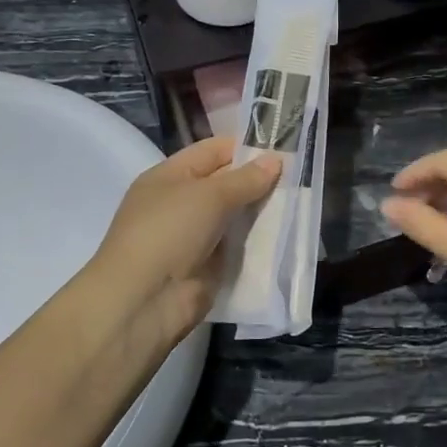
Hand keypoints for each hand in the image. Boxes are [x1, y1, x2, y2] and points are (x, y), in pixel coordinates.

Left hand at [85, 136, 281, 359]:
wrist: (145, 299)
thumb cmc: (169, 232)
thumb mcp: (209, 196)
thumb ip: (245, 179)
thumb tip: (275, 160)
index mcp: (170, 176)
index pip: (213, 151)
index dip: (245, 146)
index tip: (284, 147)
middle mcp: (181, 202)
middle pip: (227, 183)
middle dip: (259, 179)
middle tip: (300, 175)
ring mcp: (195, 235)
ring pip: (236, 215)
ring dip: (263, 210)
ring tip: (301, 200)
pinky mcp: (209, 264)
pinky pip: (239, 244)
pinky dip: (259, 240)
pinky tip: (288, 232)